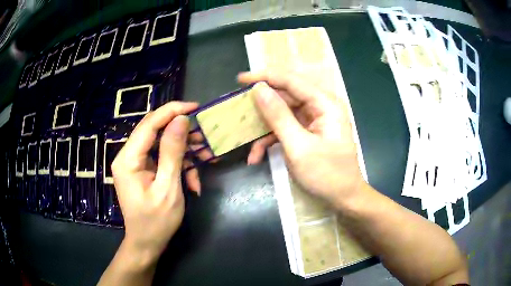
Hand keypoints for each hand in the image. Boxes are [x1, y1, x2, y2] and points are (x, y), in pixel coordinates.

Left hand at [111, 101, 198, 265]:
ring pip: (163, 145)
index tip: (196, 107)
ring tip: (207, 159)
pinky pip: (164, 159)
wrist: (147, 243)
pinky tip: (194, 183)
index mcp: (128, 159)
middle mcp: (129, 156)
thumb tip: (180, 120)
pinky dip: (180, 167)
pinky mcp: (144, 170)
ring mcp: (136, 163)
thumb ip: (172, 152)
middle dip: (182, 133)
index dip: (172, 111)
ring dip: (185, 153)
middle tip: (205, 137)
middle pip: (156, 131)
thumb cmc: (156, 221)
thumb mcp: (168, 188)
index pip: (149, 124)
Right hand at [238, 72, 365, 208]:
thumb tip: (259, 89)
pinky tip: (257, 156)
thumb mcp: (298, 146)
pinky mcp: (308, 132)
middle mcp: (320, 106)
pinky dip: (271, 140)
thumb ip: (278, 116)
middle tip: (238, 111)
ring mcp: (314, 119)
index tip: (240, 79)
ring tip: (248, 147)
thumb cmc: (326, 174)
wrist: (343, 197)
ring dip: (263, 130)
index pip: (291, 81)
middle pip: (285, 96)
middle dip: (261, 107)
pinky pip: (285, 128)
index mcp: (325, 103)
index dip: (264, 77)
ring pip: (282, 114)